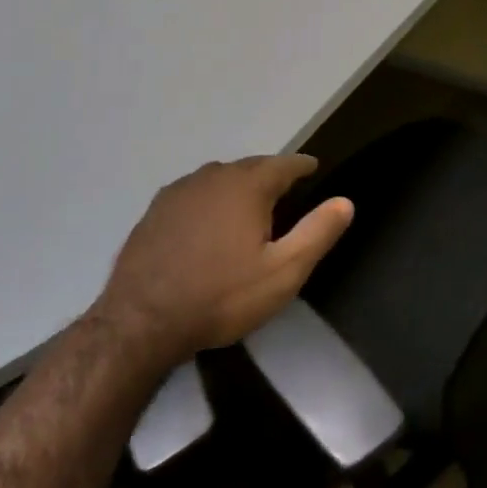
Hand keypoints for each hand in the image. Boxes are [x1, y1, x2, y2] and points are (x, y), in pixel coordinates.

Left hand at [95, 156, 353, 356]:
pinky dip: (208, 199)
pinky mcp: (154, 212)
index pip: (284, 164)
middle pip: (250, 166)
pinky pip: (193, 193)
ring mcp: (178, 192)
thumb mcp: (283, 272)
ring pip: (218, 178)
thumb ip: (317, 233)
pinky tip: (207, 220)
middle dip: (270, 174)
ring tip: (248, 203)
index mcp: (246, 186)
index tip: (313, 168)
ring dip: (237, 184)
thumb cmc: (221, 296)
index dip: (302, 166)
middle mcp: (212, 178)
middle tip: (285, 189)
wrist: (140, 323)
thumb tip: (345, 202)